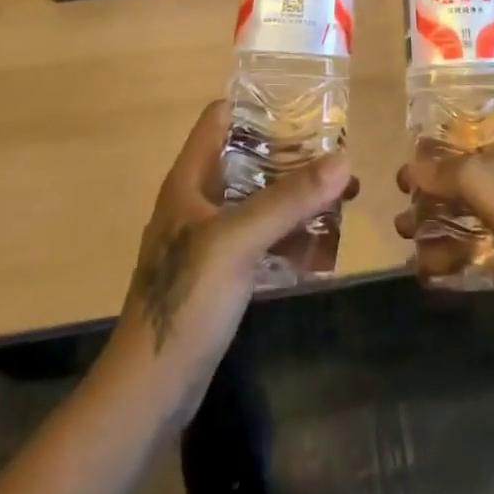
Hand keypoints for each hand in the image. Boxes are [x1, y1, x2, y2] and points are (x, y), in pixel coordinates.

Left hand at [105, 99, 356, 427]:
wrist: (149, 390)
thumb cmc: (186, 298)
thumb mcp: (238, 240)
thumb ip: (289, 199)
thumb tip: (344, 158)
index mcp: (189, 179)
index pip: (220, 118)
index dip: (258, 104)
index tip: (304, 103)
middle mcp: (197, 200)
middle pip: (245, 158)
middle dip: (289, 154)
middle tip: (336, 151)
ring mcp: (207, 239)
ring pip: (255, 200)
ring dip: (293, 195)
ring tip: (340, 191)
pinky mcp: (218, 273)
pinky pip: (258, 237)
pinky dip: (286, 231)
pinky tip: (321, 238)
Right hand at [396, 106, 493, 383]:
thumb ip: (472, 182)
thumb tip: (420, 162)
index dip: (482, 111)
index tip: (438, 118)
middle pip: (485, 162)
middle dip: (443, 170)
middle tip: (405, 180)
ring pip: (474, 204)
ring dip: (438, 211)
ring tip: (404, 226)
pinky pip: (475, 243)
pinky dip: (448, 249)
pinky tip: (421, 266)